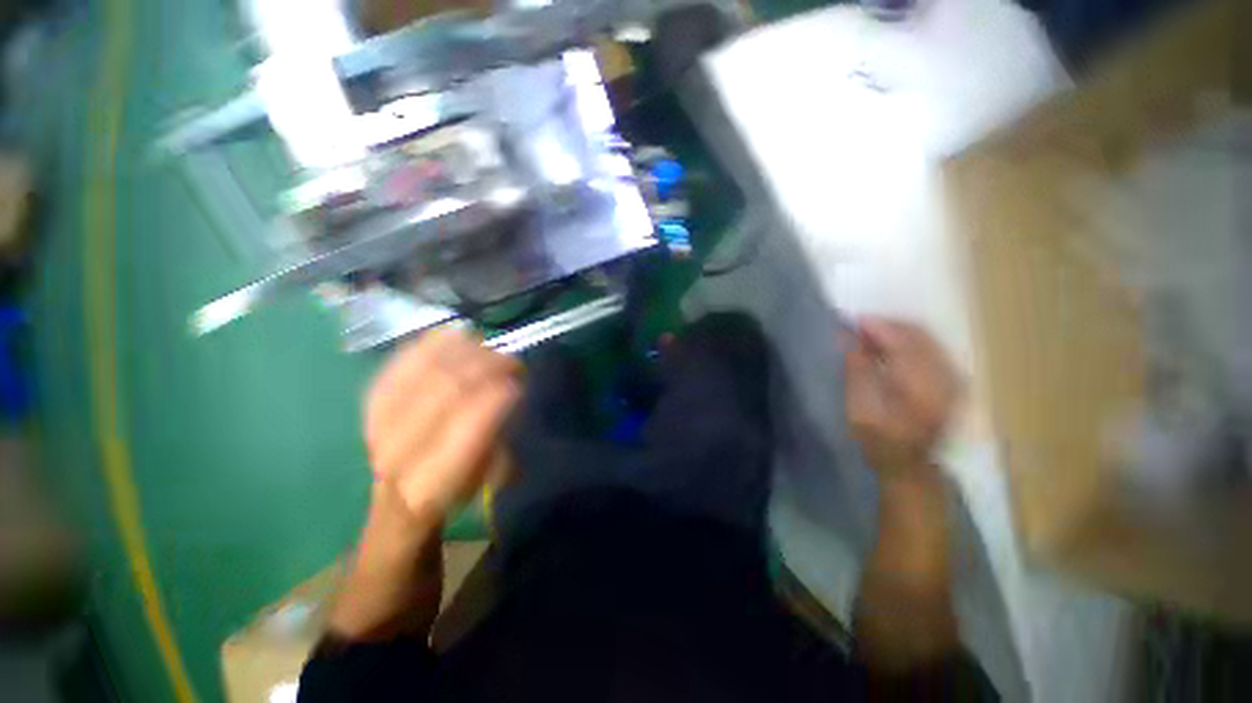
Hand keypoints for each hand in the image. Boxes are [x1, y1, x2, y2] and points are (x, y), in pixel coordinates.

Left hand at [364, 327, 522, 529]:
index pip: (465, 429)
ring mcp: (378, 420)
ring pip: (425, 369)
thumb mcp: (486, 481)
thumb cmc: (454, 489)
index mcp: (430, 483)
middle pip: (445, 389)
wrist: (399, 493)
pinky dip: (434, 344)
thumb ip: (501, 439)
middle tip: (512, 361)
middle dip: (486, 367)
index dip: (495, 399)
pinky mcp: (372, 398)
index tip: (519, 384)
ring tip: (490, 350)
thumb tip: (511, 393)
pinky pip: (403, 359)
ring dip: (465, 352)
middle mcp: (397, 451)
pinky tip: (458, 337)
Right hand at [845, 318, 959, 478]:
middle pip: (919, 336)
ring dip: (896, 332)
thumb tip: (847, 336)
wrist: (908, 464)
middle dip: (887, 326)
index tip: (852, 320)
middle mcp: (945, 379)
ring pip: (926, 339)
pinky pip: (930, 348)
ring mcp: (953, 379)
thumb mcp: (858, 408)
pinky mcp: (952, 381)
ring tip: (869, 335)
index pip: (903, 343)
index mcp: (922, 389)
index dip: (878, 327)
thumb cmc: (878, 440)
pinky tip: (888, 347)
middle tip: (857, 327)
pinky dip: (907, 342)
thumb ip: (856, 369)